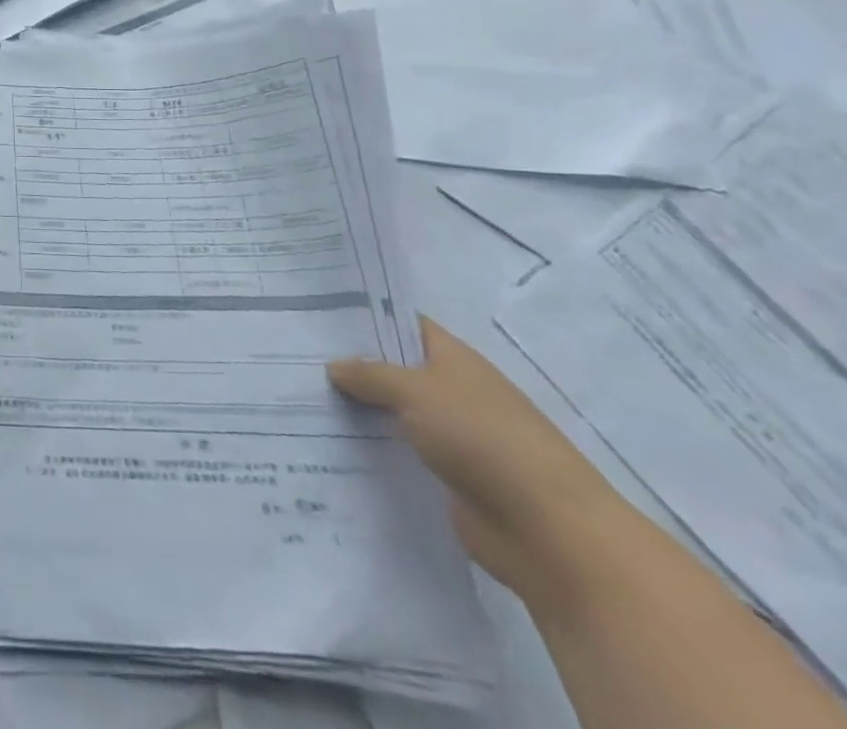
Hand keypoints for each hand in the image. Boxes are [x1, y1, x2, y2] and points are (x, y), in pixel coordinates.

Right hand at [328, 316, 621, 594]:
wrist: (551, 533)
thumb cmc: (485, 441)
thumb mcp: (417, 392)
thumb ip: (371, 375)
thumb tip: (334, 366)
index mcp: (454, 359)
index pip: (403, 324)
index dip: (364, 316)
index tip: (317, 313)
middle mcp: (454, 391)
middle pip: (395, 369)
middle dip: (352, 365)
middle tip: (295, 355)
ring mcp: (454, 437)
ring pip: (394, 413)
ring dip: (360, 410)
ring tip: (302, 398)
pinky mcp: (449, 478)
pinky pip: (401, 453)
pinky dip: (374, 449)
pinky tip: (331, 444)